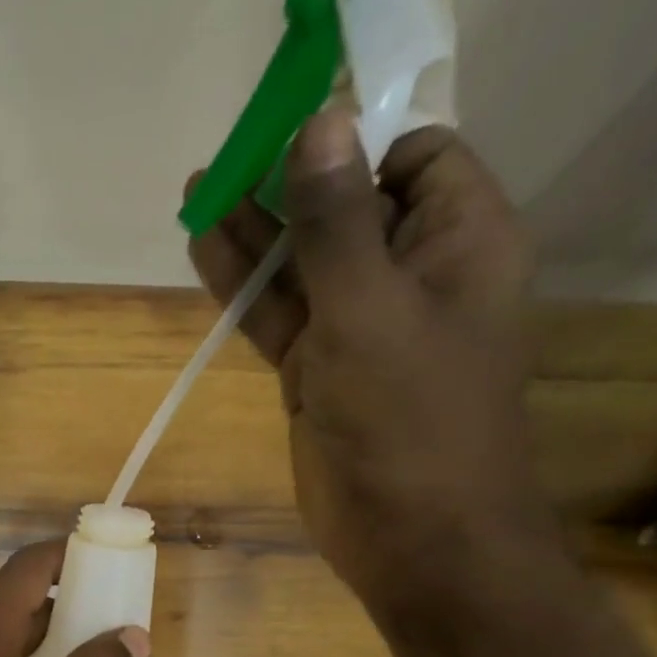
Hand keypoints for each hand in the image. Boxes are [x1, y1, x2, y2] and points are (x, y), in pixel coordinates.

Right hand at [186, 114, 552, 608]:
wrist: (412, 535)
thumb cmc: (411, 416)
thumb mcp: (369, 308)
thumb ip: (335, 221)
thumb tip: (320, 121)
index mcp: (459, 241)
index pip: (413, 156)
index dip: (355, 138)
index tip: (291, 129)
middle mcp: (412, 275)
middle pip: (346, 205)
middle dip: (289, 180)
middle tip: (226, 154)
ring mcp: (361, 326)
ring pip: (303, 262)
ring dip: (254, 231)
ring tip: (198, 189)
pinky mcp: (321, 370)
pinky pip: (280, 314)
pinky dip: (245, 287)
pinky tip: (203, 249)